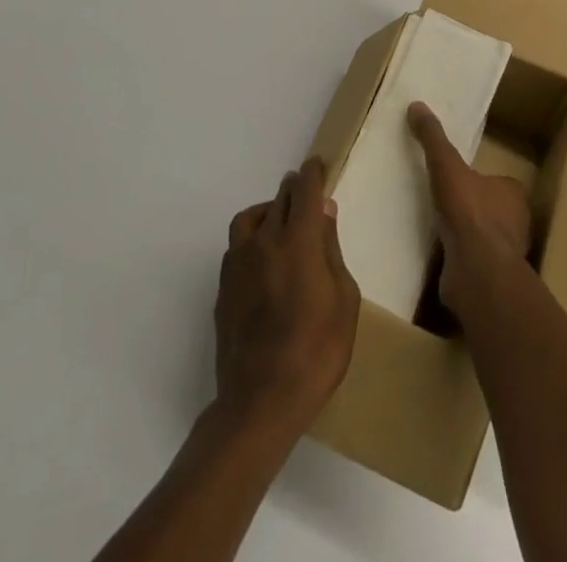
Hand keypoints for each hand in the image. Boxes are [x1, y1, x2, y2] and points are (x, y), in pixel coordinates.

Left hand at [214, 158, 359, 440]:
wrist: (260, 401)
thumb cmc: (316, 351)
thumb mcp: (344, 300)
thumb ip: (332, 250)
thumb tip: (324, 212)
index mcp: (298, 240)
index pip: (304, 190)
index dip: (312, 173)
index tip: (318, 165)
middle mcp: (264, 241)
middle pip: (278, 198)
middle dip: (294, 190)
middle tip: (306, 196)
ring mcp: (238, 264)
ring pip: (251, 218)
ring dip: (268, 211)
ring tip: (282, 225)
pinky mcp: (223, 288)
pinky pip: (238, 246)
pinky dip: (253, 239)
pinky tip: (264, 261)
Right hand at [407, 102, 532, 309]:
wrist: (477, 272)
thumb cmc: (468, 212)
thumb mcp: (446, 165)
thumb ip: (433, 138)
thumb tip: (416, 105)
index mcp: (513, 193)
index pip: (498, 182)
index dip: (479, 180)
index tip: (457, 180)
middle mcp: (516, 223)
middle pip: (492, 210)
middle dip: (472, 208)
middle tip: (443, 204)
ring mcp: (505, 254)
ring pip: (484, 238)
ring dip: (465, 236)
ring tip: (437, 230)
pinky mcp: (491, 280)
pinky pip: (473, 263)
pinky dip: (459, 260)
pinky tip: (440, 257)